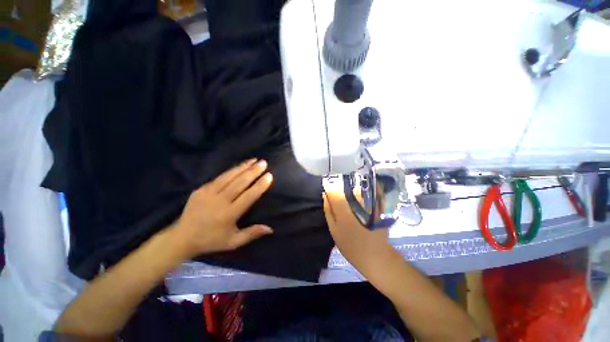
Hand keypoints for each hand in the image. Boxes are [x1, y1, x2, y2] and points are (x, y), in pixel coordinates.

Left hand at [172, 159, 273, 256]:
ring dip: (243, 167)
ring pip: (229, 177)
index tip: (269, 176)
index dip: (259, 185)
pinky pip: (219, 177)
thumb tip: (270, 228)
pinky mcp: (201, 189)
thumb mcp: (233, 242)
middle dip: (253, 171)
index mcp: (228, 214)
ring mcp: (208, 193)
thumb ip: (252, 234)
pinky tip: (239, 165)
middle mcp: (219, 201)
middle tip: (263, 163)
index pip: (248, 196)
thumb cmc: (211, 240)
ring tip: (254, 160)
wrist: (182, 238)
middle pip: (239, 183)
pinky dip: (231, 170)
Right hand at [322, 178, 394, 273]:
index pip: (334, 191)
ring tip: (347, 182)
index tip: (326, 182)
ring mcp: (370, 204)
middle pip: (348, 185)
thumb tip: (324, 195)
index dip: (329, 184)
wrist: (376, 256)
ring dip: (353, 181)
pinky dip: (369, 185)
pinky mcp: (379, 206)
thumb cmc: (351, 246)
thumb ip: (329, 211)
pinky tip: (364, 184)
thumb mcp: (334, 230)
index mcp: (344, 211)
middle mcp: (357, 204)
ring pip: (360, 185)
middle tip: (336, 181)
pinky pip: (375, 190)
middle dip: (341, 181)